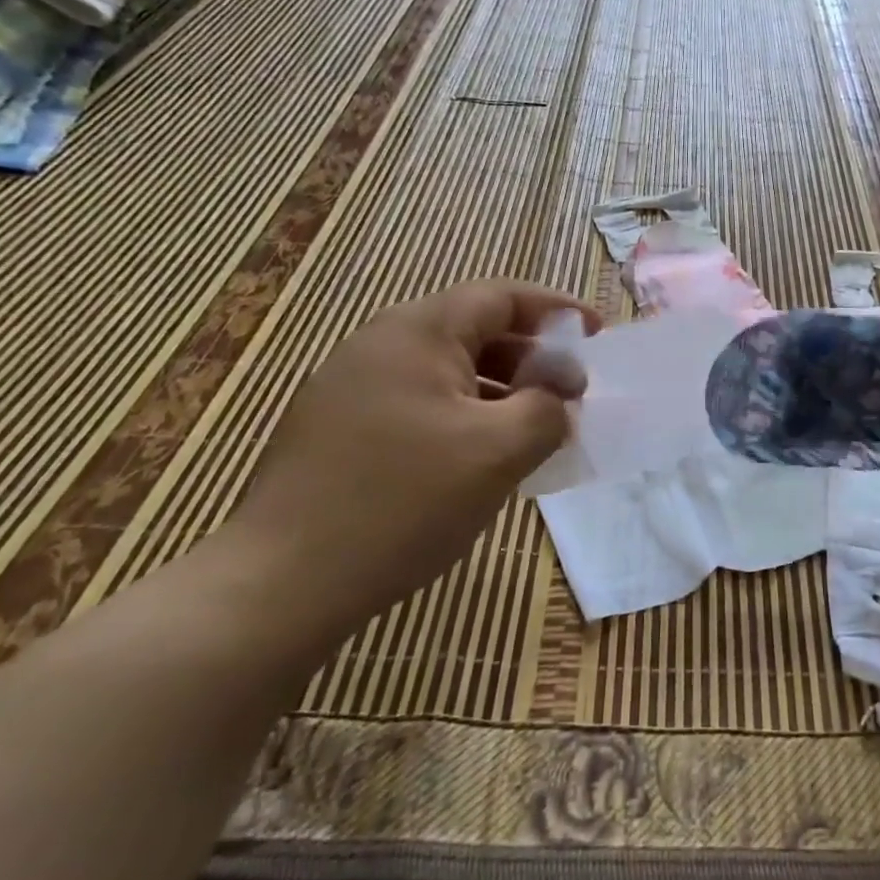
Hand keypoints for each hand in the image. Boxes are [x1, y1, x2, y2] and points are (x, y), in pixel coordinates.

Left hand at [228, 280, 597, 626]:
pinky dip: (465, 417)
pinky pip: (421, 404)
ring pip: (448, 372)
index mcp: (417, 332)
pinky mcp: (339, 429)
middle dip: (531, 357)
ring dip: (500, 392)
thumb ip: (546, 408)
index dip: (556, 311)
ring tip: (534, 431)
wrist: (282, 583)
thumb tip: (558, 394)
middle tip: (570, 395)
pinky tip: (481, 460)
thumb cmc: (403, 501)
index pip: (501, 296)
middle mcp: (380, 345)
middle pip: (474, 330)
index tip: (597, 336)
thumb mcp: (499, 451)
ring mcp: (352, 388)